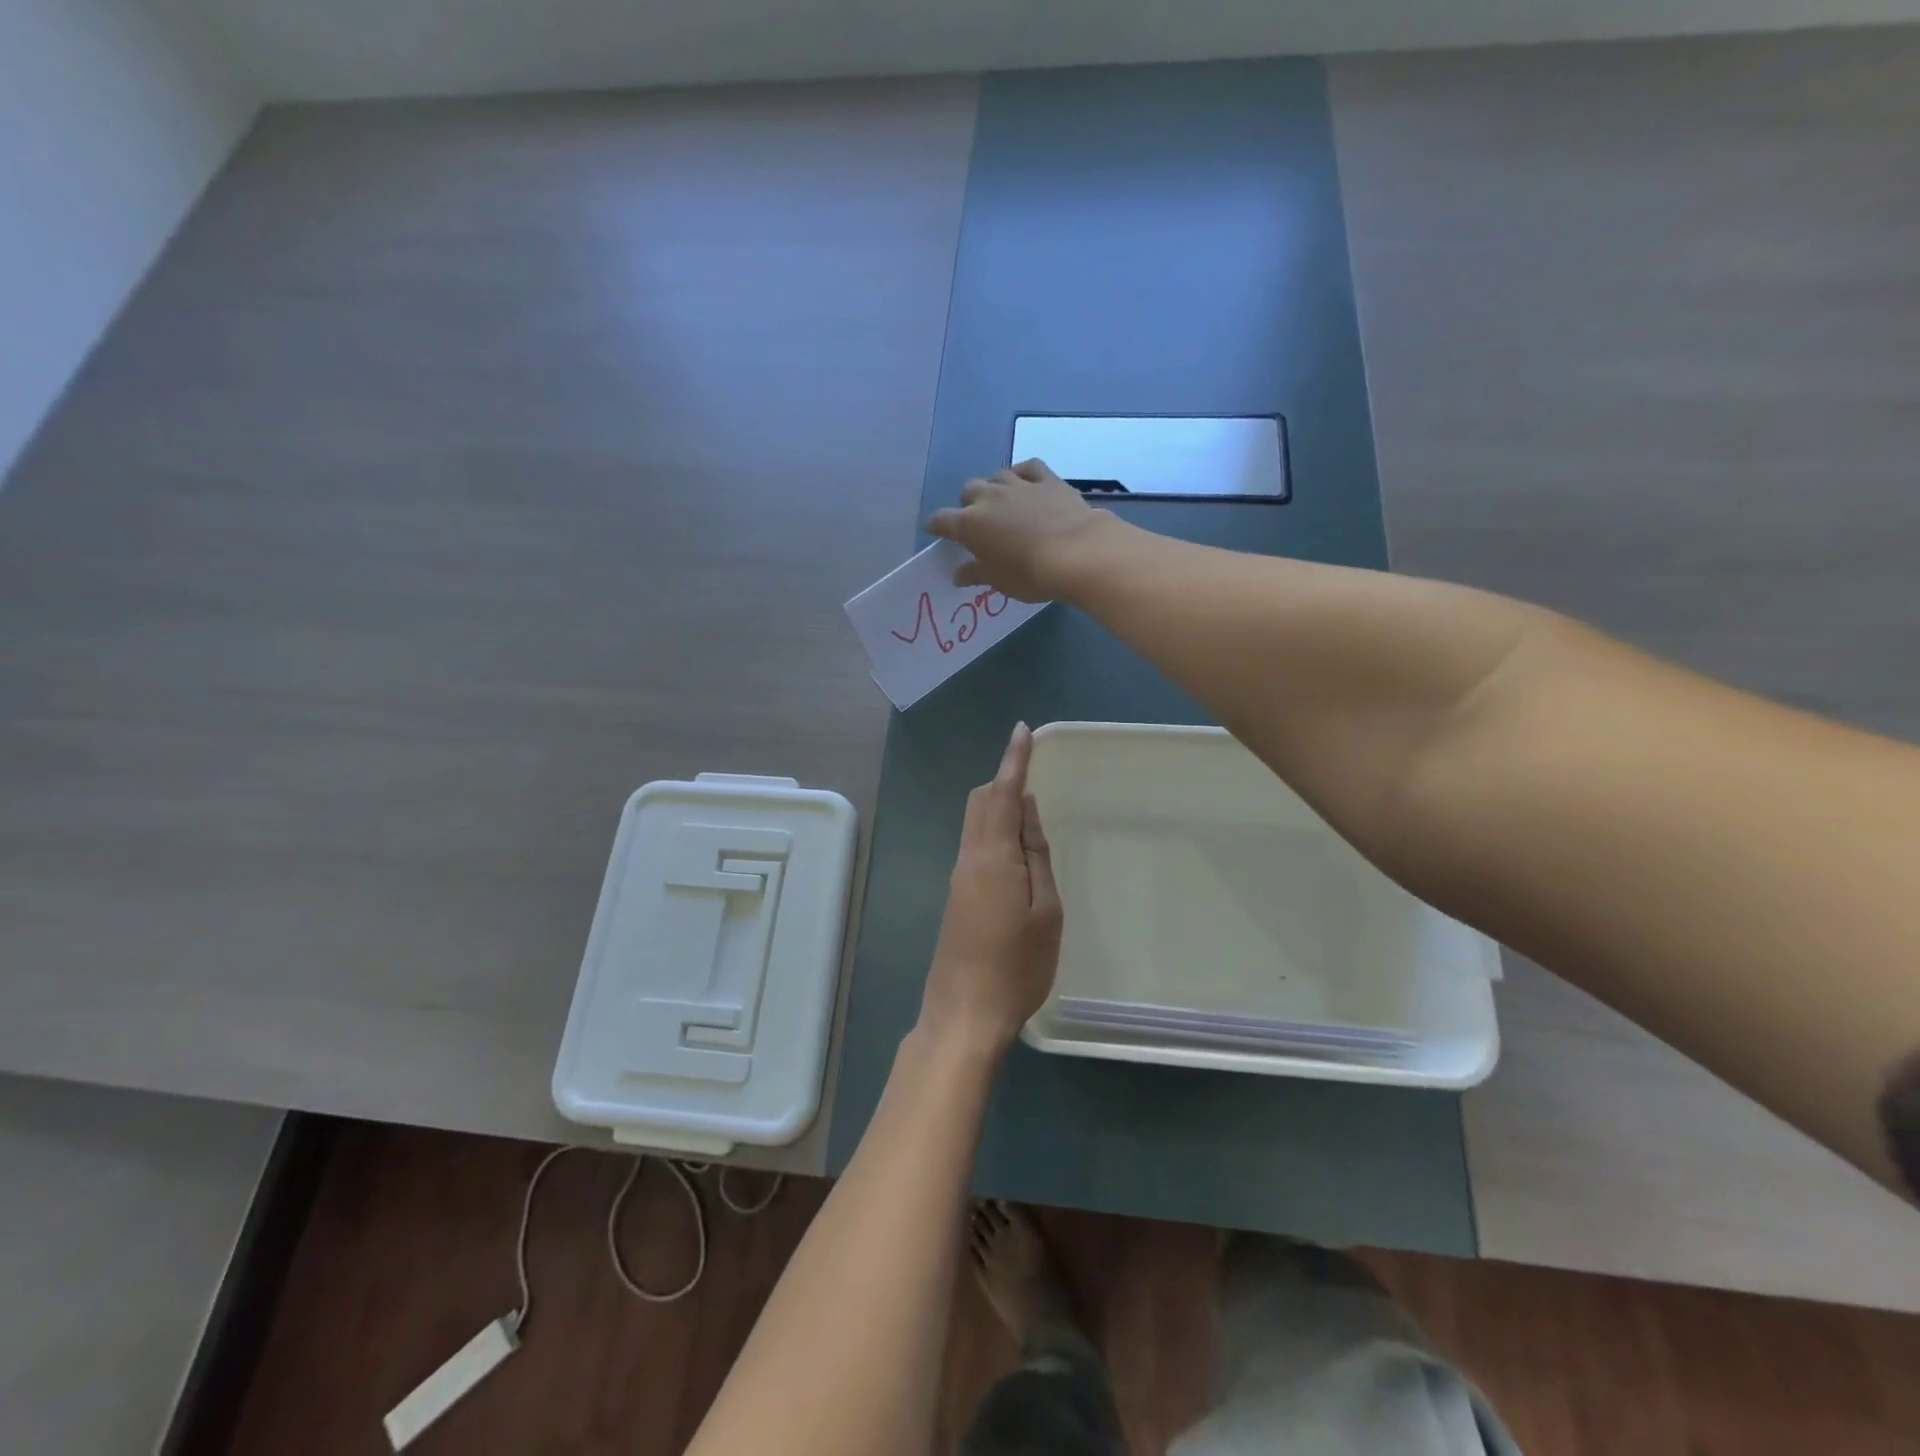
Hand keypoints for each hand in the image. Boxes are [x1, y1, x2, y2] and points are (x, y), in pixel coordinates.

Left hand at [918, 722, 1063, 1056]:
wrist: (964, 1015)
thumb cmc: (1017, 967)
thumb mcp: (1045, 911)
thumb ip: (1035, 855)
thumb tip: (1027, 810)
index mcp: (993, 856)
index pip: (1004, 793)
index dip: (1014, 760)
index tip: (1023, 730)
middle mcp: (969, 857)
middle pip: (980, 801)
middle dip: (1004, 780)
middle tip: (1034, 774)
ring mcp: (958, 877)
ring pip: (976, 822)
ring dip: (999, 806)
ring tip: (1032, 813)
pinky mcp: (957, 896)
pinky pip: (976, 845)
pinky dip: (995, 831)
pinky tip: (1017, 853)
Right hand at [926, 459, 1110, 602]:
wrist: (1077, 552)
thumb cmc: (1030, 574)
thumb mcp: (999, 582)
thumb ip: (976, 573)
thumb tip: (958, 574)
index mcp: (969, 524)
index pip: (942, 520)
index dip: (936, 525)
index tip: (936, 530)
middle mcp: (989, 498)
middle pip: (968, 491)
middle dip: (968, 504)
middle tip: (977, 522)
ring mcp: (1018, 484)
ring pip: (996, 476)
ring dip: (994, 487)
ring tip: (1001, 502)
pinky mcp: (1047, 479)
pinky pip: (1028, 468)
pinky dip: (1022, 474)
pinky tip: (1025, 483)